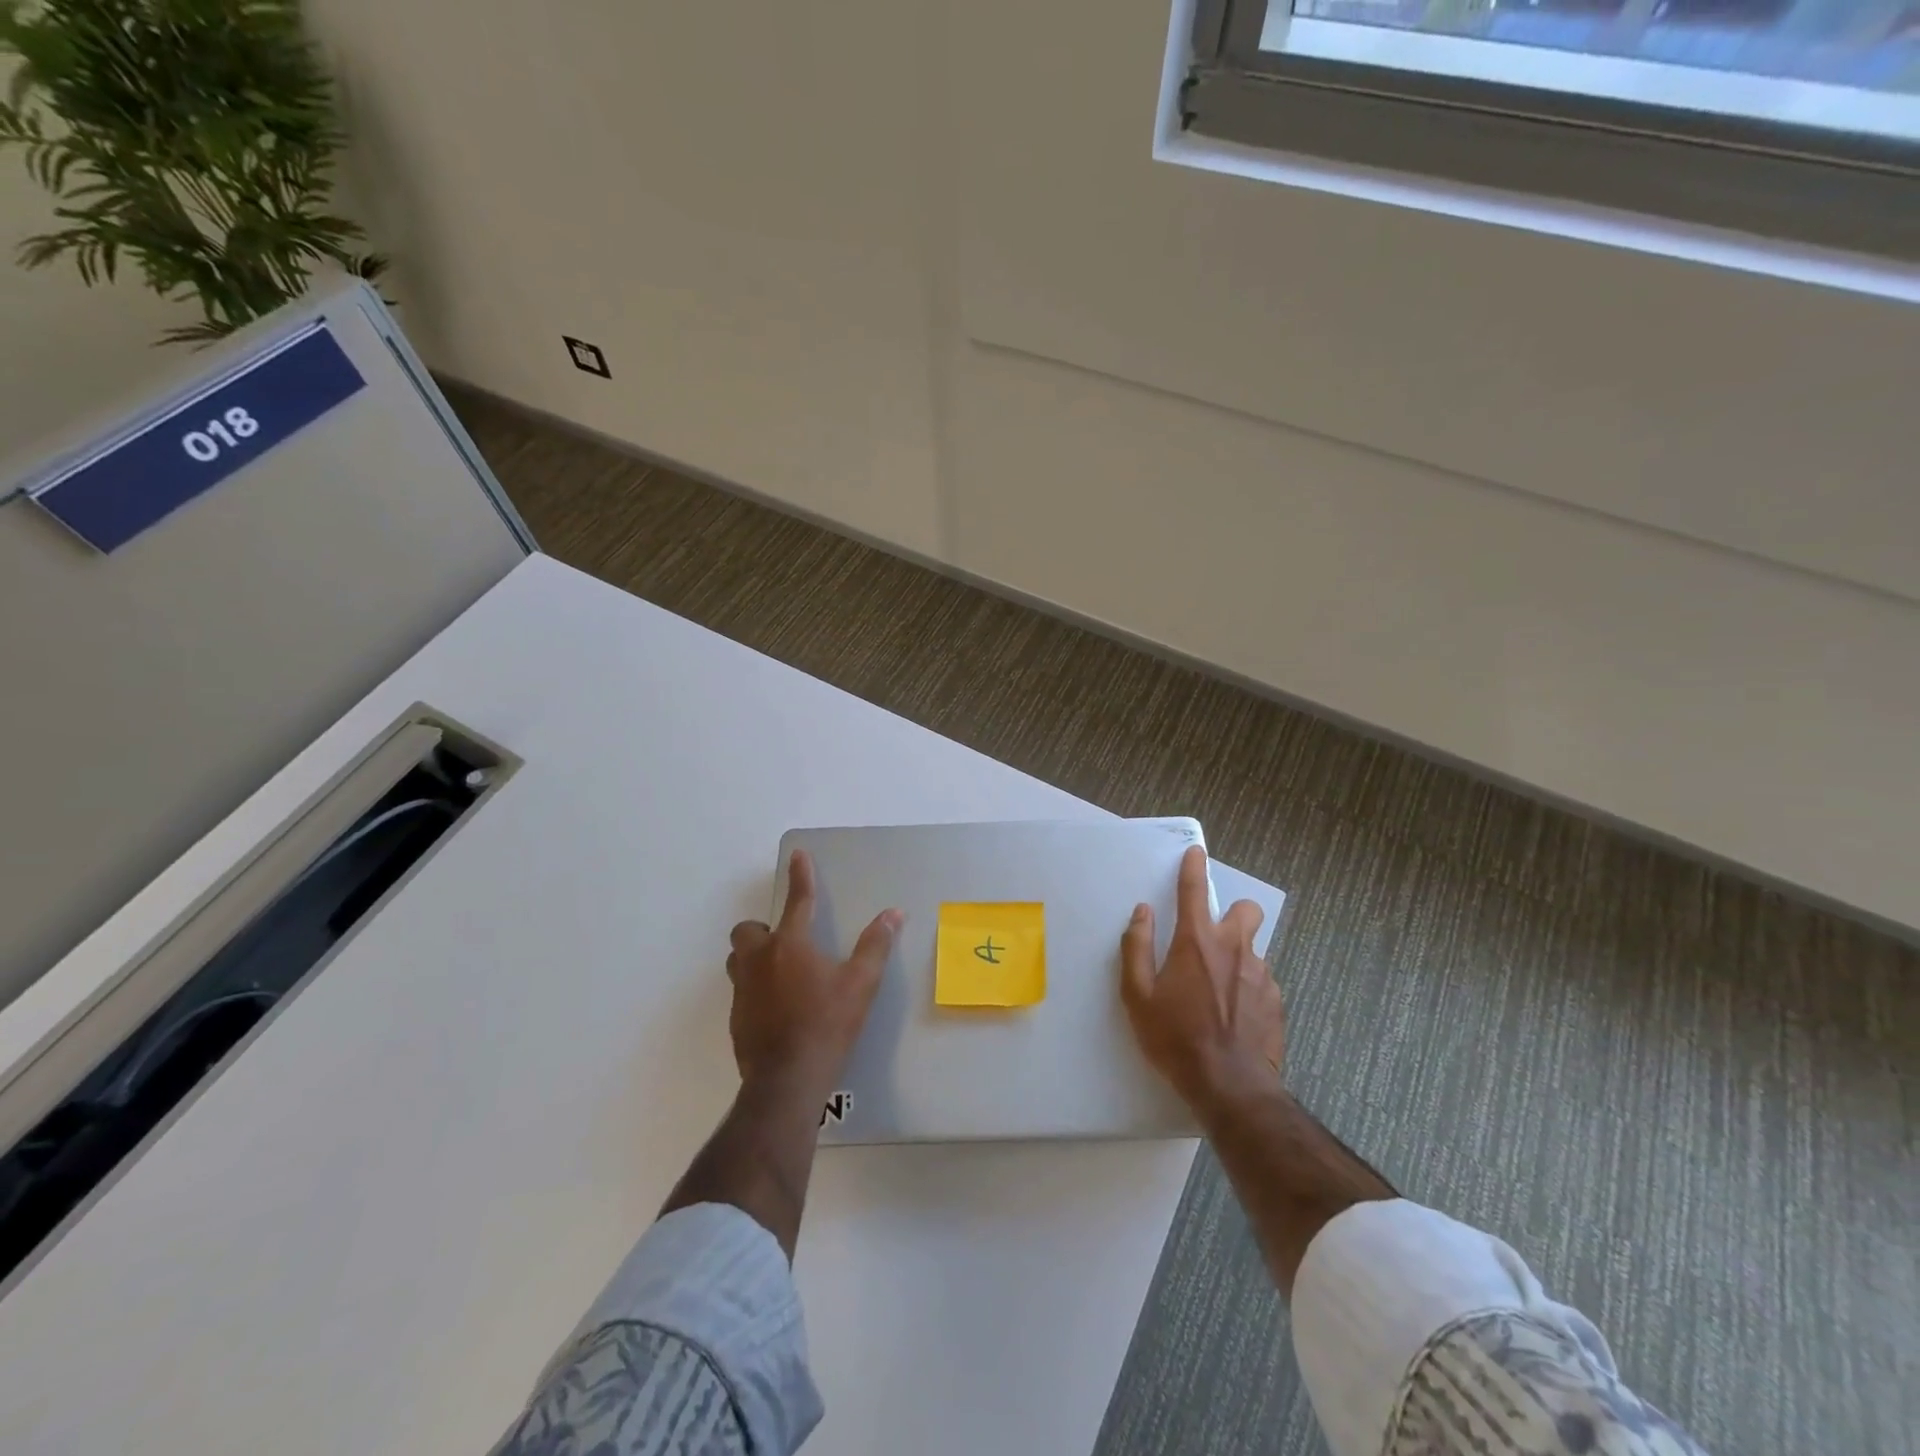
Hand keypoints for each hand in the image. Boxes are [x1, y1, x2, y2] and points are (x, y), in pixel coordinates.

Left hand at [727, 850, 900, 1100]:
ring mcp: (743, 991)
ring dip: (753, 957)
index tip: (798, 855)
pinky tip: (777, 1008)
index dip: (800, 876)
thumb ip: (875, 946)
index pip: (798, 900)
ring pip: (737, 960)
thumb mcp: (861, 984)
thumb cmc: (828, 1024)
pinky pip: (741, 991)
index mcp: (790, 945)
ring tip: (779, 972)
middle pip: (747, 930)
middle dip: (762, 929)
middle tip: (787, 942)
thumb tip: (893, 914)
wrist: (787, 1080)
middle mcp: (759, 961)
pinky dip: (755, 989)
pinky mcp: (737, 1018)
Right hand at [1121, 845, 1283, 1113]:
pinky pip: (1261, 981)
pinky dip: (1248, 987)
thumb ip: (1137, 947)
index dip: (1194, 867)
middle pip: (1246, 910)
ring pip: (1253, 949)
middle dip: (1233, 913)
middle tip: (1213, 937)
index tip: (1197, 853)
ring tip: (1218, 990)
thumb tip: (1143, 913)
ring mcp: (1261, 975)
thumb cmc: (1175, 1038)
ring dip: (1237, 957)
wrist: (1230, 1087)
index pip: (1195, 891)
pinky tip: (1234, 1014)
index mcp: (1197, 942)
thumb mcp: (1138, 995)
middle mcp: (1234, 949)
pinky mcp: (1277, 1002)